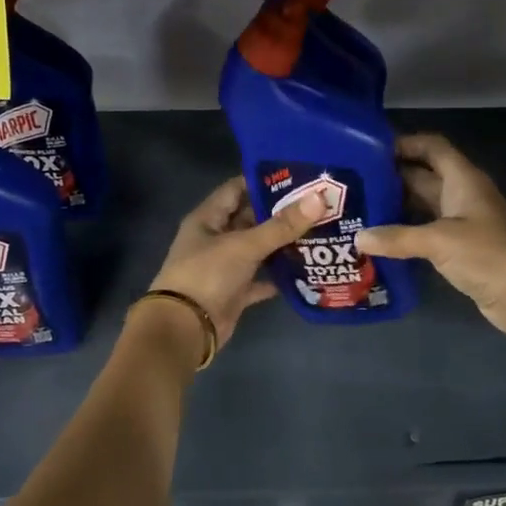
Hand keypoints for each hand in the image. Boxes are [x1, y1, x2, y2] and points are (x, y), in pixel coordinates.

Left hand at [143, 177, 324, 357]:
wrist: (185, 329)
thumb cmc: (207, 275)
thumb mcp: (244, 245)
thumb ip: (281, 225)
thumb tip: (319, 199)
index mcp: (208, 218)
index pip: (237, 189)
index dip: (264, 181)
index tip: (298, 176)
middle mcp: (216, 239)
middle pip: (251, 218)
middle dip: (281, 212)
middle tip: (317, 203)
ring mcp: (225, 266)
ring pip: (258, 249)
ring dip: (283, 243)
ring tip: (319, 230)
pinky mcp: (235, 292)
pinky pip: (261, 279)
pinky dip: (279, 276)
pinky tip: (306, 269)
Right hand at [356, 133, 505, 346]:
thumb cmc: (486, 255)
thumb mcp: (438, 241)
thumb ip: (397, 237)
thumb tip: (359, 238)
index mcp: (463, 180)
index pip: (433, 147)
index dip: (406, 143)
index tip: (371, 149)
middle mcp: (462, 194)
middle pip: (424, 175)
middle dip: (393, 176)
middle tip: (355, 182)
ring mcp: (462, 222)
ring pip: (424, 203)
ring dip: (397, 204)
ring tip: (361, 207)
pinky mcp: (460, 247)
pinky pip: (427, 229)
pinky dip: (406, 230)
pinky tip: (381, 238)